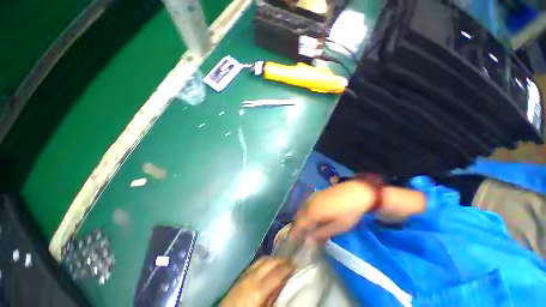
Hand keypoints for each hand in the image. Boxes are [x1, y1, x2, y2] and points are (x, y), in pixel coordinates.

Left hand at [221, 257, 294, 306]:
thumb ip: (274, 296)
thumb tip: (284, 284)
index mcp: (259, 289)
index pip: (278, 273)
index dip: (289, 268)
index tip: (296, 265)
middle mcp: (253, 276)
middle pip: (271, 261)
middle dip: (282, 260)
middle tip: (290, 263)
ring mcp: (246, 273)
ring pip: (263, 259)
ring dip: (273, 259)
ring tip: (281, 263)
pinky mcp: (242, 273)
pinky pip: (256, 262)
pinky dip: (265, 261)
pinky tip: (268, 265)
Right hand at [294, 180, 375, 240]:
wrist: (356, 191)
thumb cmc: (349, 211)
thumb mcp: (338, 226)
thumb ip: (321, 234)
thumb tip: (307, 242)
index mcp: (312, 212)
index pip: (298, 224)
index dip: (294, 234)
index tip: (293, 243)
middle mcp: (309, 203)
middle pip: (298, 217)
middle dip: (298, 227)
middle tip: (302, 238)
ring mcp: (312, 197)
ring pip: (302, 210)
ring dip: (302, 220)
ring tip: (307, 230)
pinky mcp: (316, 194)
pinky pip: (306, 205)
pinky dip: (306, 213)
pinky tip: (313, 218)